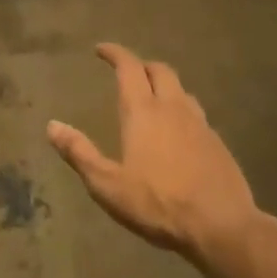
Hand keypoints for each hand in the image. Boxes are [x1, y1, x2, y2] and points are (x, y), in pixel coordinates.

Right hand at [47, 43, 261, 260]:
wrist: (224, 228)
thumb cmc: (159, 204)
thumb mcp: (108, 185)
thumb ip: (80, 153)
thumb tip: (52, 126)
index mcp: (143, 111)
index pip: (128, 66)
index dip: (114, 53)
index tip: (101, 49)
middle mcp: (172, 107)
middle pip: (159, 70)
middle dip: (141, 65)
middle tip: (128, 72)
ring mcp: (200, 124)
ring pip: (181, 90)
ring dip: (165, 87)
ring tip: (154, 99)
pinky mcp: (219, 144)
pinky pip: (197, 115)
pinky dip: (182, 112)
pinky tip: (180, 133)